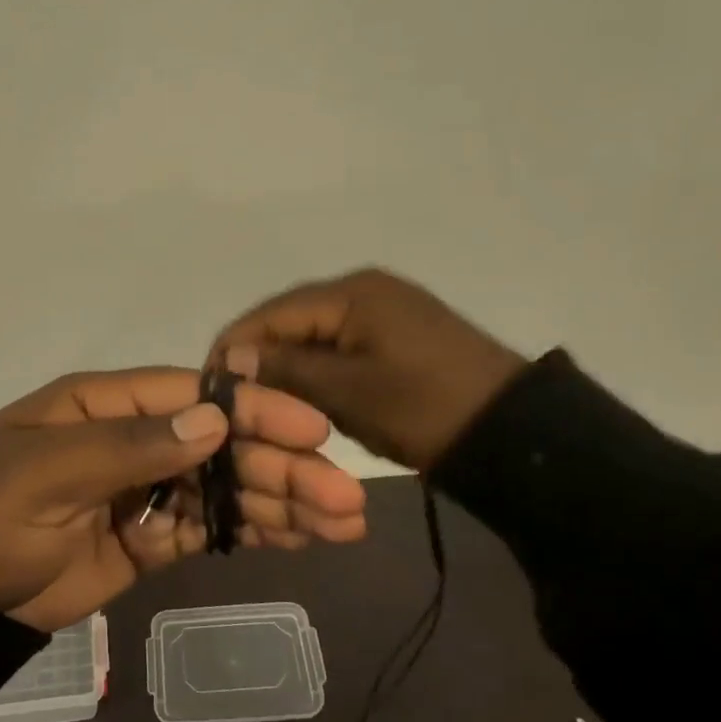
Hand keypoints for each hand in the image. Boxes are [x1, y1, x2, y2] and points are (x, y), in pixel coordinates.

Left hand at [0, 368, 368, 632]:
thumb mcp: (45, 472)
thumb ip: (128, 445)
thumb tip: (212, 419)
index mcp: (106, 404)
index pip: (194, 395)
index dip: (254, 410)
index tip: (313, 430)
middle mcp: (135, 438)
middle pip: (222, 445)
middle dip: (284, 467)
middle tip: (346, 497)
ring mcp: (145, 491)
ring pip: (224, 488)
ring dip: (282, 502)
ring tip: (343, 524)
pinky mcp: (149, 539)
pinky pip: (208, 528)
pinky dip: (250, 532)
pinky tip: (298, 540)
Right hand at [208, 268, 527, 472]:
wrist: (513, 432)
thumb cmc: (425, 408)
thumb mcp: (347, 393)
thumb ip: (285, 370)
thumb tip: (228, 358)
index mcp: (350, 293)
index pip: (269, 314)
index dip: (233, 348)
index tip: (207, 388)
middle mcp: (362, 289)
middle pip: (289, 321)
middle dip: (258, 359)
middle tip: (234, 404)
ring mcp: (382, 310)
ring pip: (312, 336)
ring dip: (287, 368)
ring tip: (262, 405)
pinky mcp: (394, 334)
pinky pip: (339, 346)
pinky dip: (317, 371)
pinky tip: (304, 399)